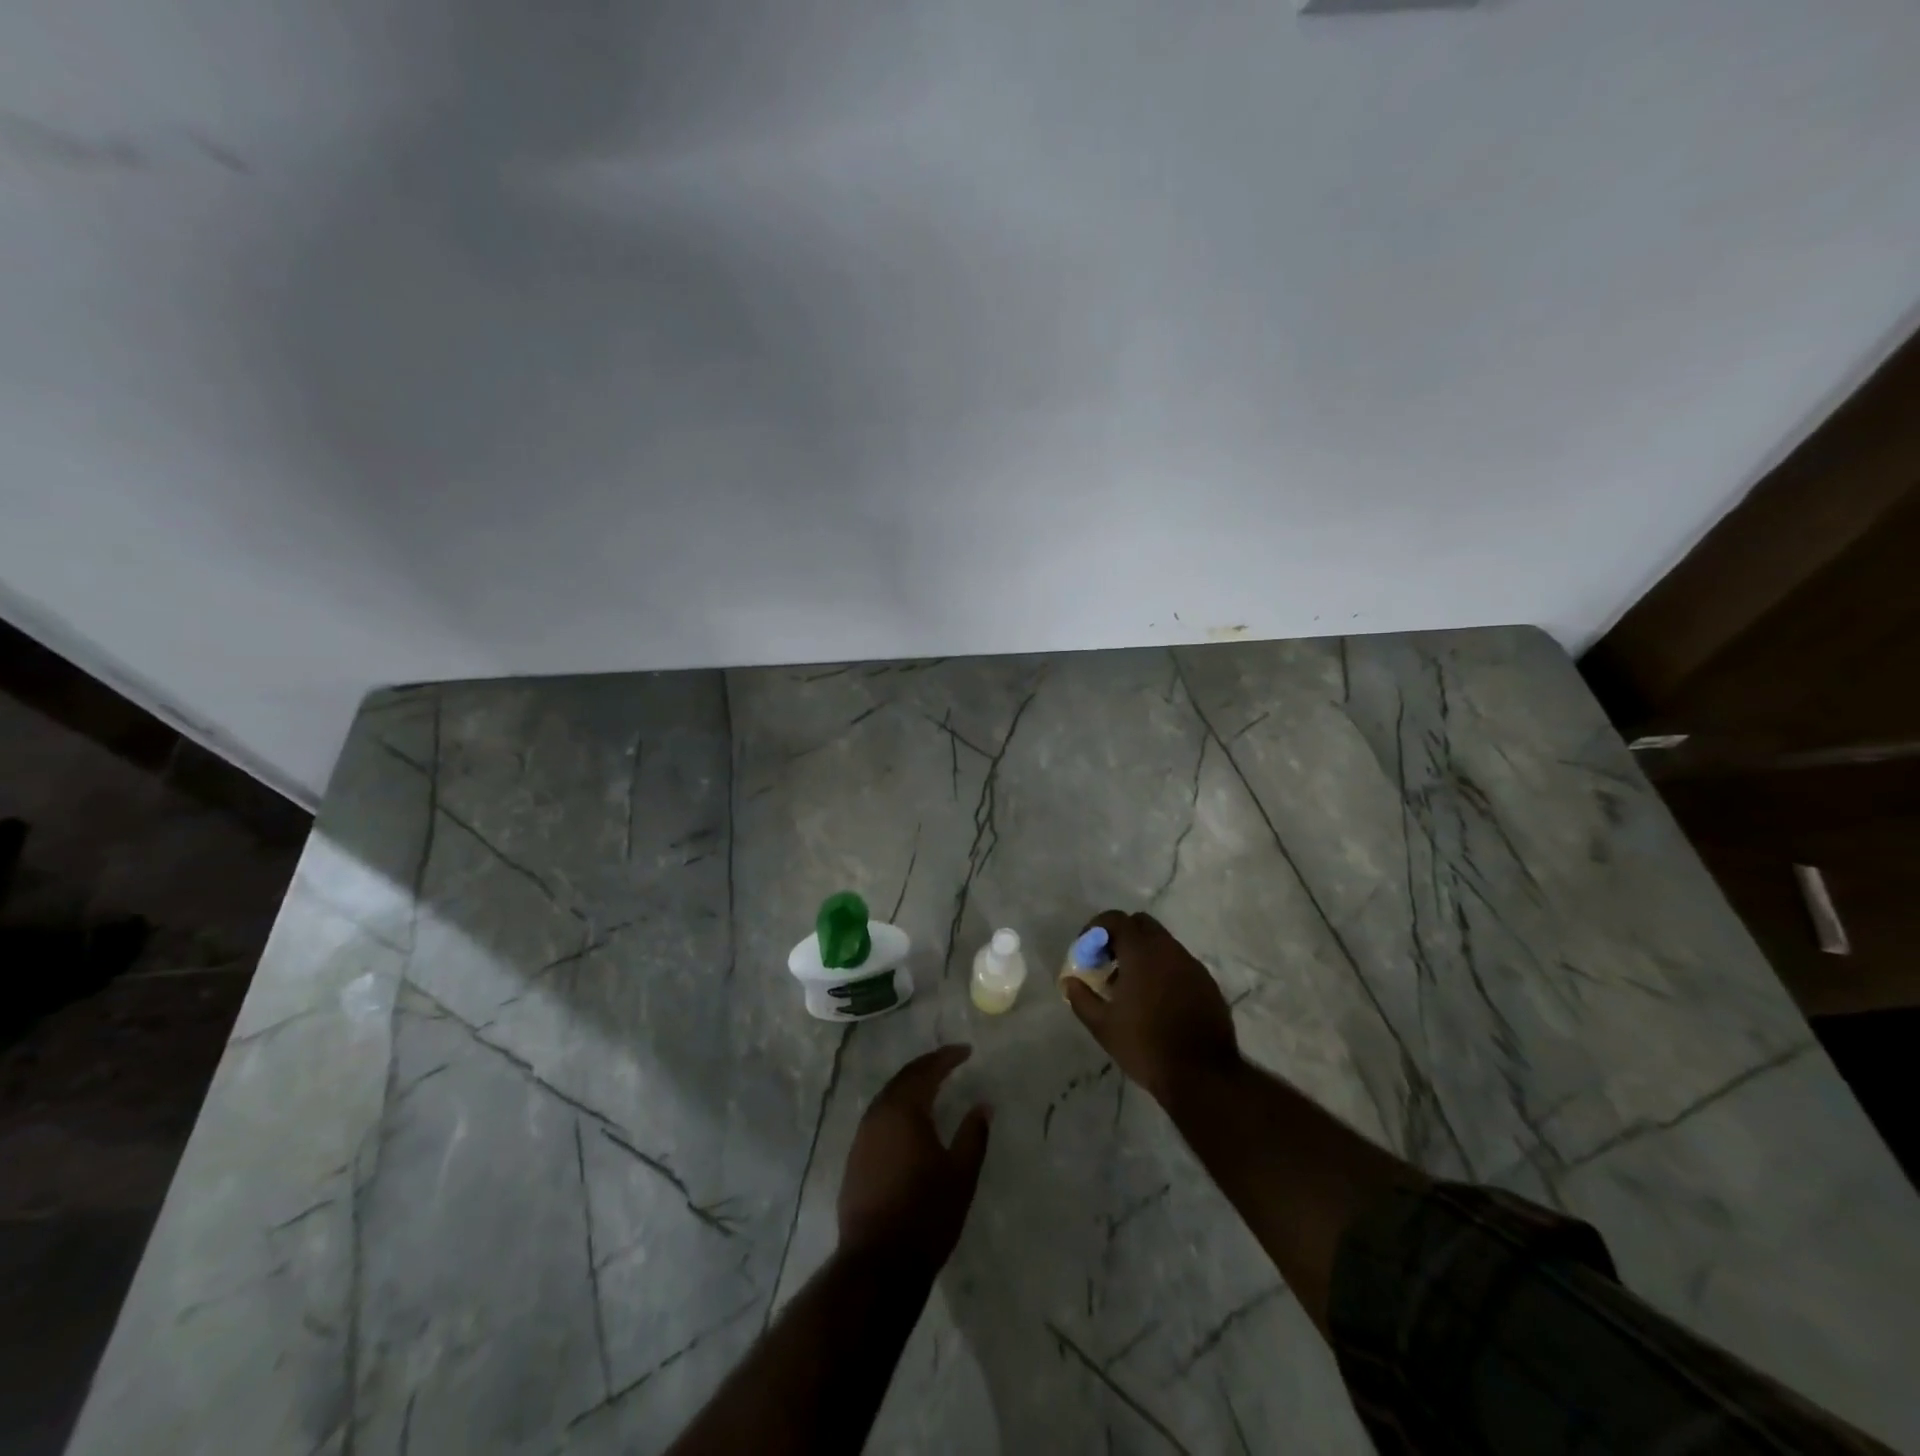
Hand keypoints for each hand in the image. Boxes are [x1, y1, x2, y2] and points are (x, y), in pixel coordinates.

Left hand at [838, 1046, 991, 1268]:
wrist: (878, 1264)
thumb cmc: (926, 1214)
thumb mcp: (961, 1174)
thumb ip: (974, 1134)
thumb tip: (983, 1105)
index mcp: (904, 1110)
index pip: (926, 1070)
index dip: (947, 1057)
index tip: (966, 1051)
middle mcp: (878, 1115)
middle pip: (903, 1078)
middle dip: (927, 1066)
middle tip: (948, 1062)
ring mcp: (862, 1137)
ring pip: (887, 1097)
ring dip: (910, 1086)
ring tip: (931, 1086)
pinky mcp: (854, 1159)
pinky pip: (878, 1117)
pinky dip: (897, 1107)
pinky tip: (908, 1121)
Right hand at [1064, 911, 1240, 1105]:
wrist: (1202, 1075)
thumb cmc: (1145, 1045)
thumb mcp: (1103, 1026)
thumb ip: (1081, 998)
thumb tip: (1069, 982)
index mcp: (1142, 952)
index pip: (1116, 919)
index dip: (1096, 928)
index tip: (1086, 949)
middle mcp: (1169, 949)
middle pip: (1141, 924)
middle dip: (1121, 935)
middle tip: (1108, 962)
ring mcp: (1192, 965)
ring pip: (1163, 943)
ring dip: (1143, 953)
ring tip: (1130, 986)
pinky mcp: (1207, 983)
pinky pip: (1179, 963)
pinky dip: (1163, 969)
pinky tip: (1156, 1000)